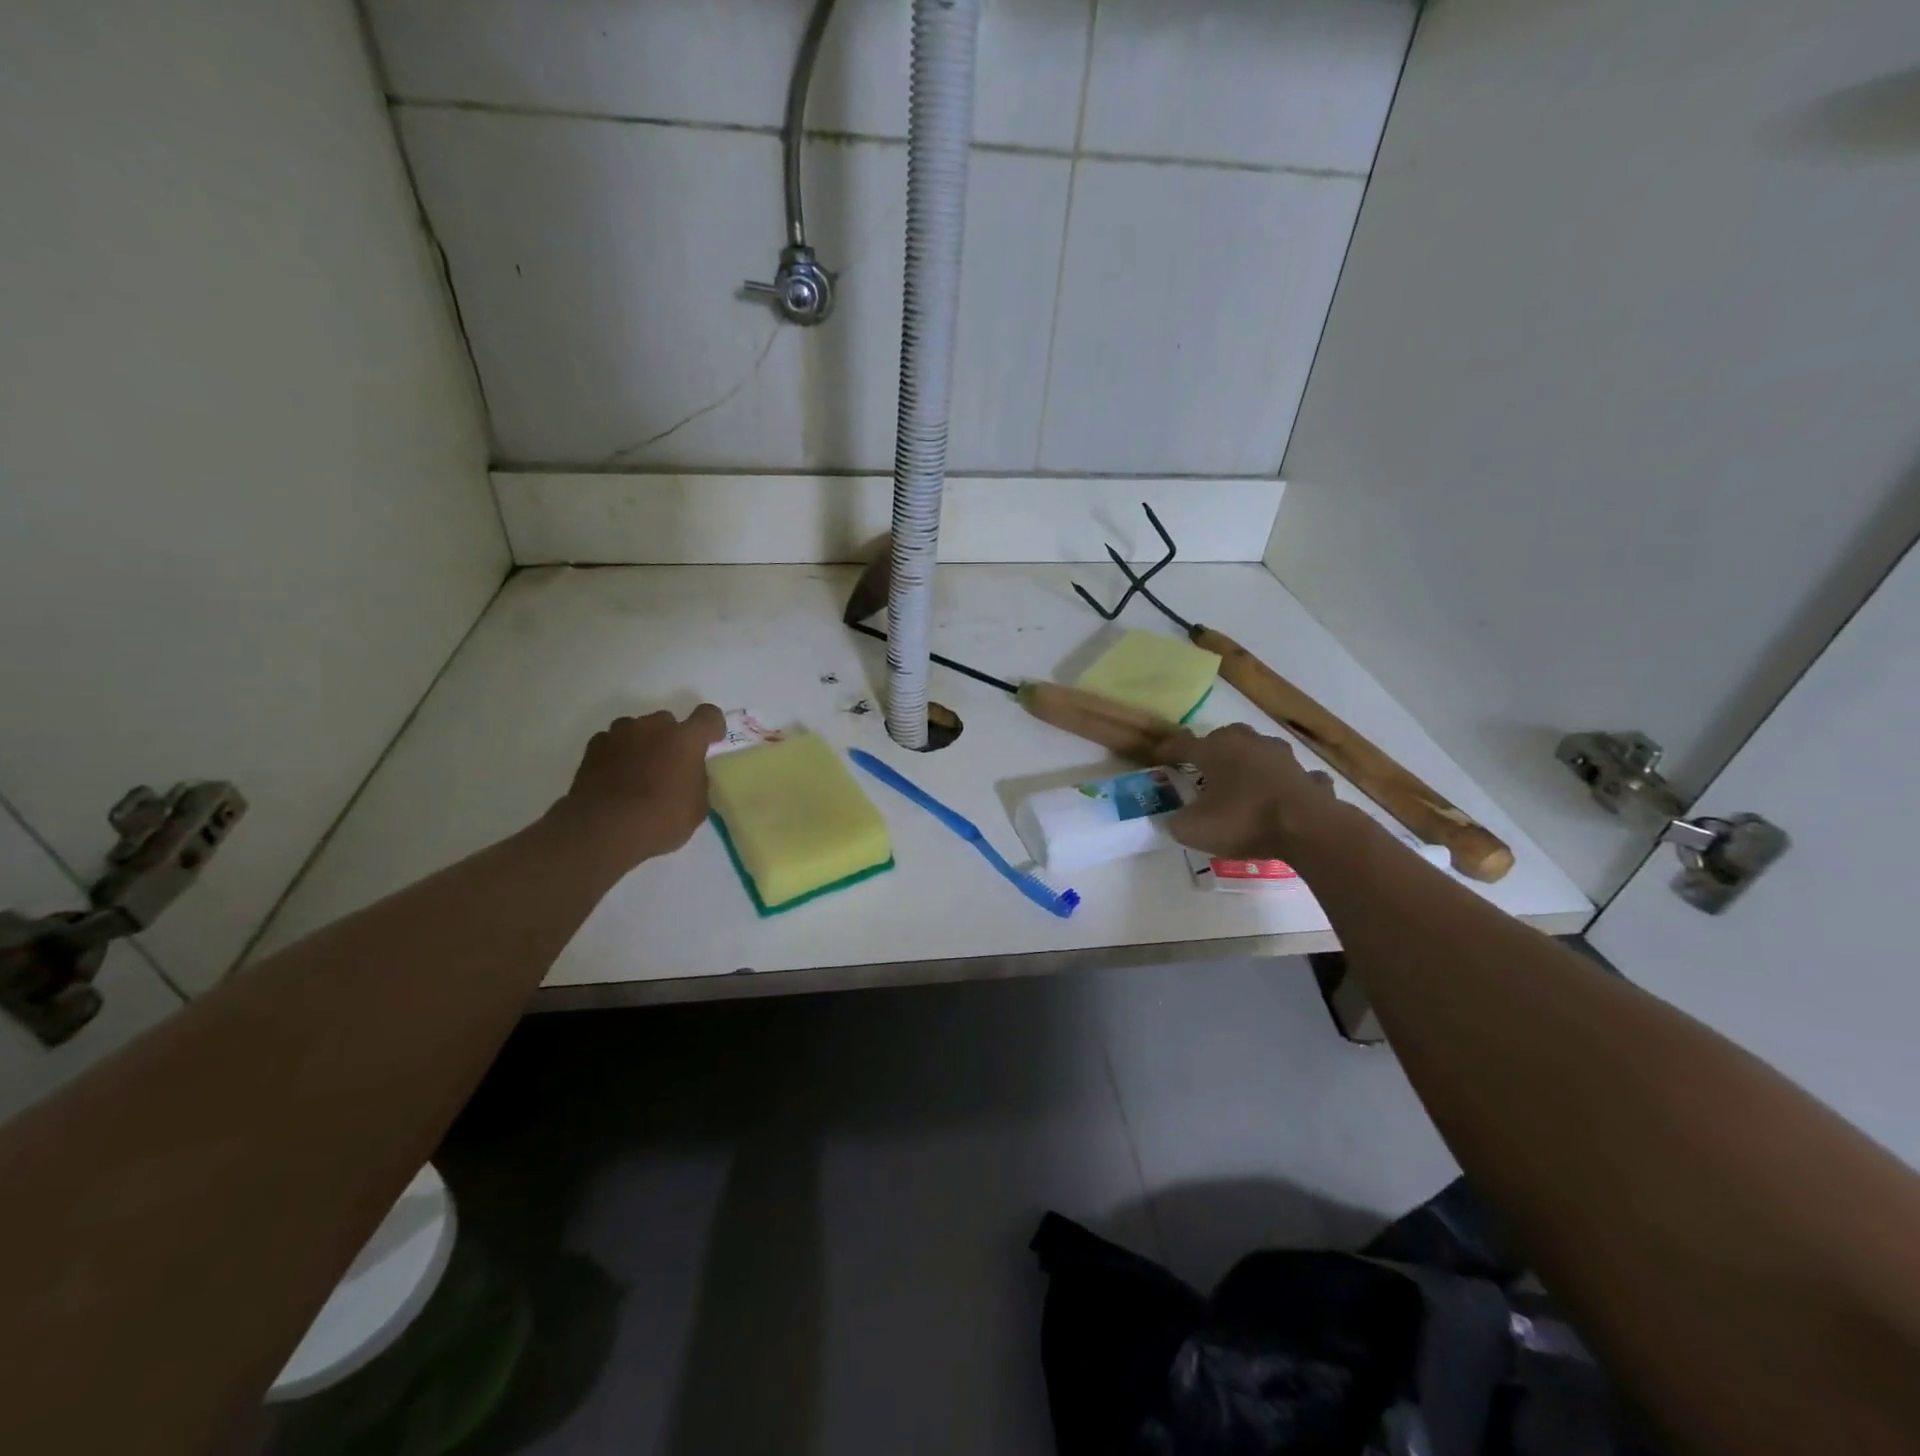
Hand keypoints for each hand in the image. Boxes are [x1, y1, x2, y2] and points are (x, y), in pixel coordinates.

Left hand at [552, 705, 725, 870]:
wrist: (604, 829)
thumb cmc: (661, 819)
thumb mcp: (696, 807)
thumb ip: (697, 782)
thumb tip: (689, 775)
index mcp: (686, 739)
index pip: (708, 716)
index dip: (712, 727)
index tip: (711, 742)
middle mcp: (653, 727)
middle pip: (668, 721)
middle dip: (671, 738)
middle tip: (670, 766)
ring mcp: (620, 734)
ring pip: (636, 729)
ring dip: (642, 743)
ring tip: (638, 771)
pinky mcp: (593, 748)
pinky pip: (611, 742)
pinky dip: (616, 755)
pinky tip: (615, 778)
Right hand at [1163, 723, 1337, 860]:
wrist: (1307, 828)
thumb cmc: (1243, 821)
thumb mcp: (1194, 829)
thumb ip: (1176, 822)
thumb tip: (1174, 820)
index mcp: (1215, 751)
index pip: (1182, 744)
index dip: (1167, 751)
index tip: (1157, 758)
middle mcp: (1248, 744)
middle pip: (1225, 737)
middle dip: (1212, 749)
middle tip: (1203, 768)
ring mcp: (1283, 757)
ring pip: (1260, 750)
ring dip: (1251, 761)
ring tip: (1243, 779)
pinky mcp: (1308, 776)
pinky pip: (1292, 775)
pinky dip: (1285, 782)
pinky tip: (1283, 796)